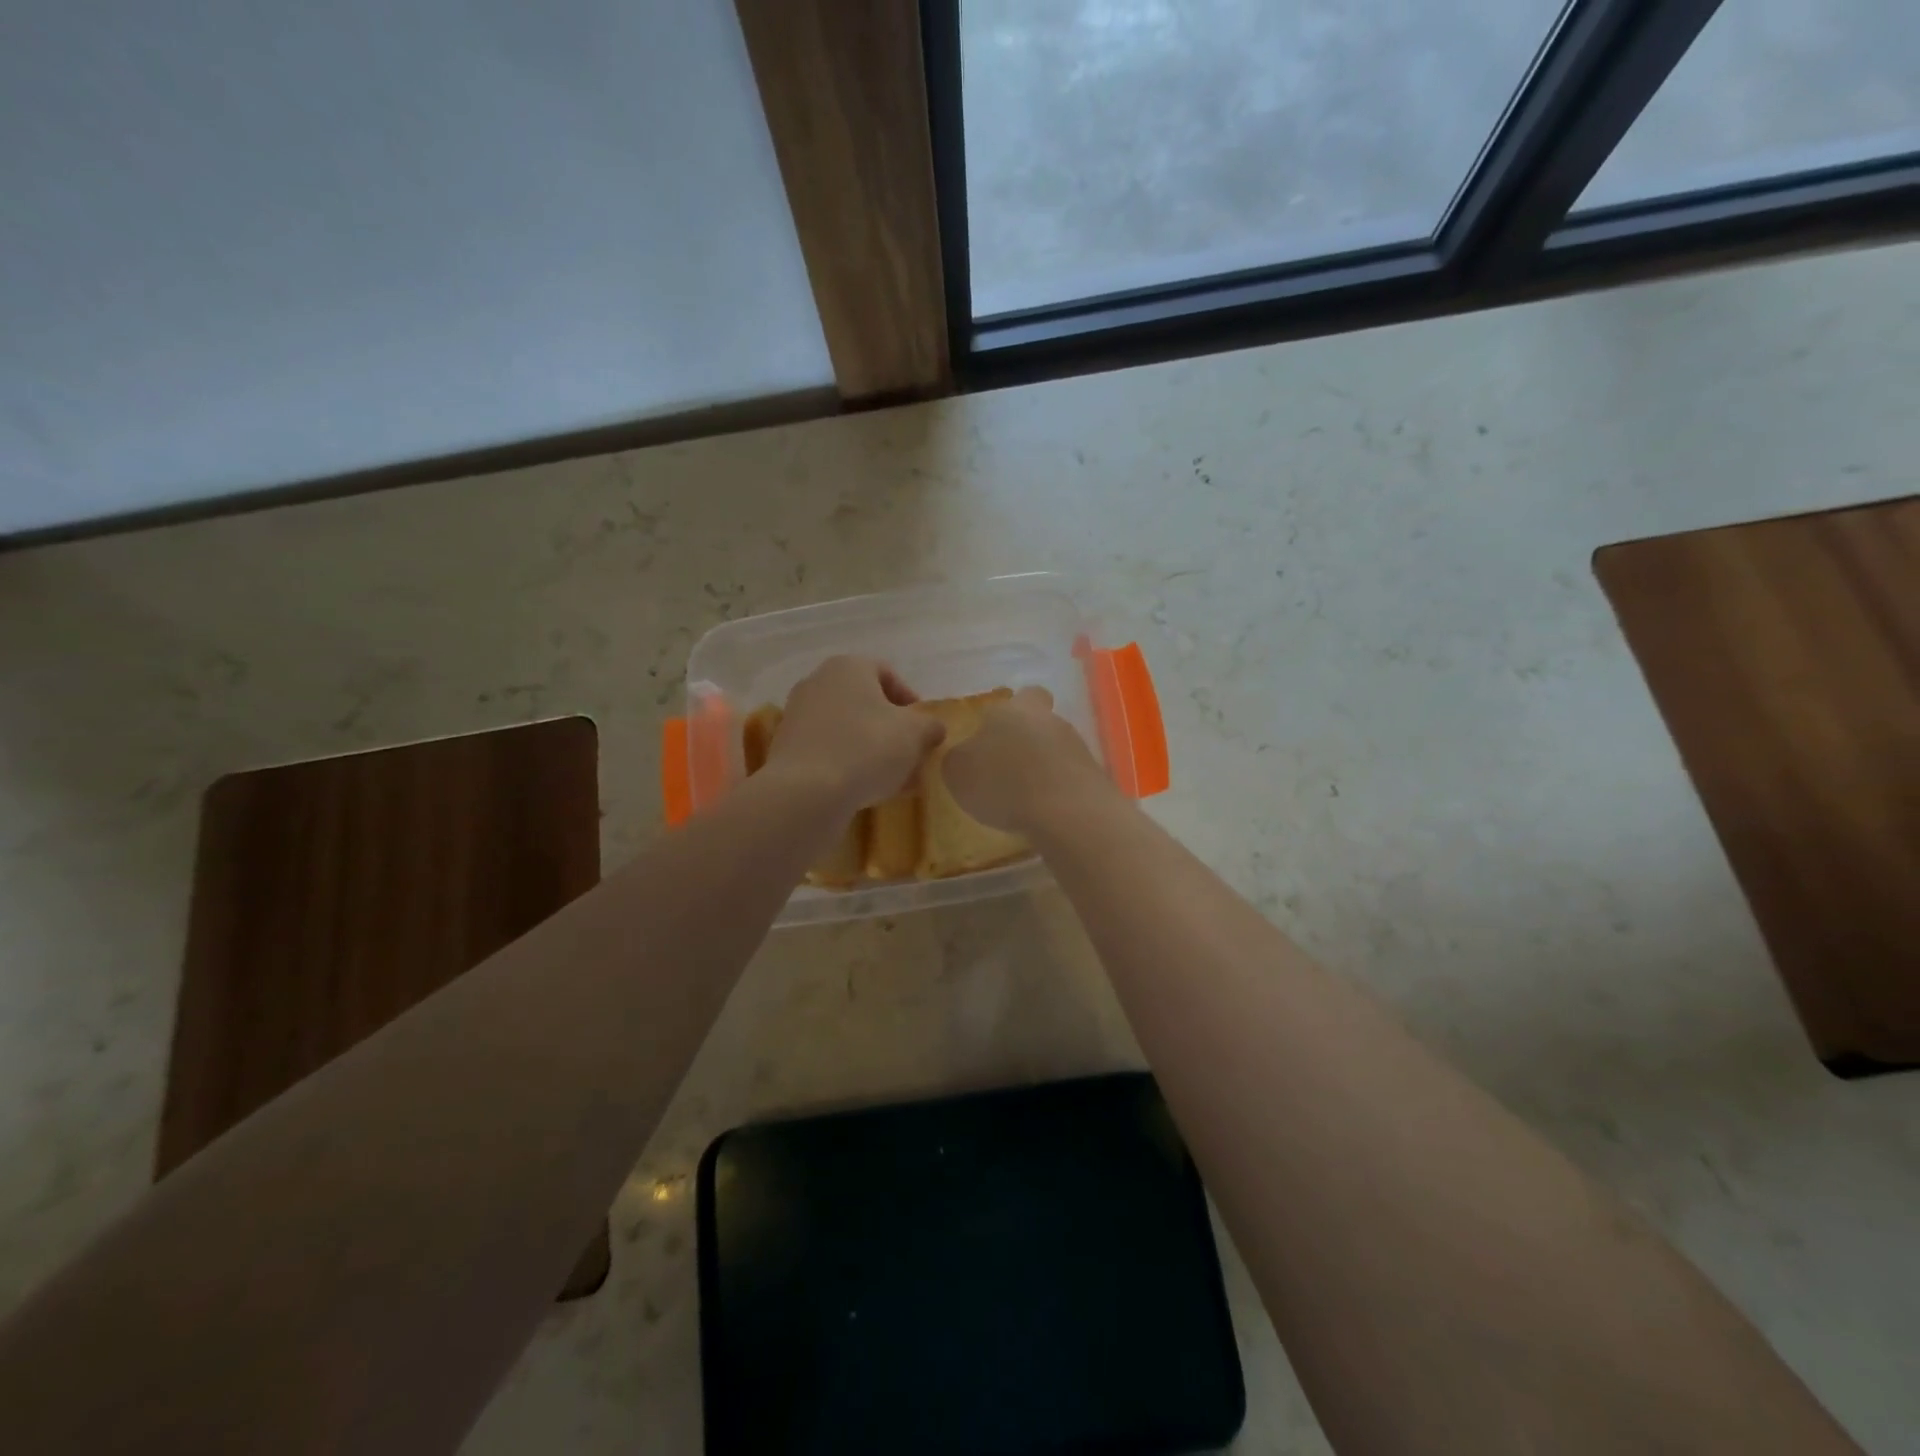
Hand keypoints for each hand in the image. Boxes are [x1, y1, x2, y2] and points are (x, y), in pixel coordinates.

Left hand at [765, 656, 946, 810]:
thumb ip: (930, 726)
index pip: (887, 673)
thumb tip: (932, 729)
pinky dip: (847, 764)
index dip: (910, 700)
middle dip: (890, 729)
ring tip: (891, 778)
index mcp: (848, 667)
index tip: (923, 728)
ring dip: (870, 749)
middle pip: (865, 703)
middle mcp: (817, 682)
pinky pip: (827, 750)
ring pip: (846, 729)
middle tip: (909, 754)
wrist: (806, 791)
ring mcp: (797, 715)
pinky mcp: (786, 748)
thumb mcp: (915, 734)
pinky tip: (864, 789)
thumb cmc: (867, 748)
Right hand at [942, 686, 1111, 833]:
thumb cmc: (1004, 783)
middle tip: (1005, 769)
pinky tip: (1044, 811)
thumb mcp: (958, 772)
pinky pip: (1069, 777)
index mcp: (1014, 709)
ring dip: (1042, 767)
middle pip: (1040, 722)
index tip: (997, 733)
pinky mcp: (1094, 776)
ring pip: (1055, 749)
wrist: (1067, 813)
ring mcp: (1077, 747)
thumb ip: (959, 758)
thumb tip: (967, 756)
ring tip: (1024, 798)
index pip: (1023, 695)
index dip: (1013, 711)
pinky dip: (1057, 790)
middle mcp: (1049, 720)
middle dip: (1025, 742)